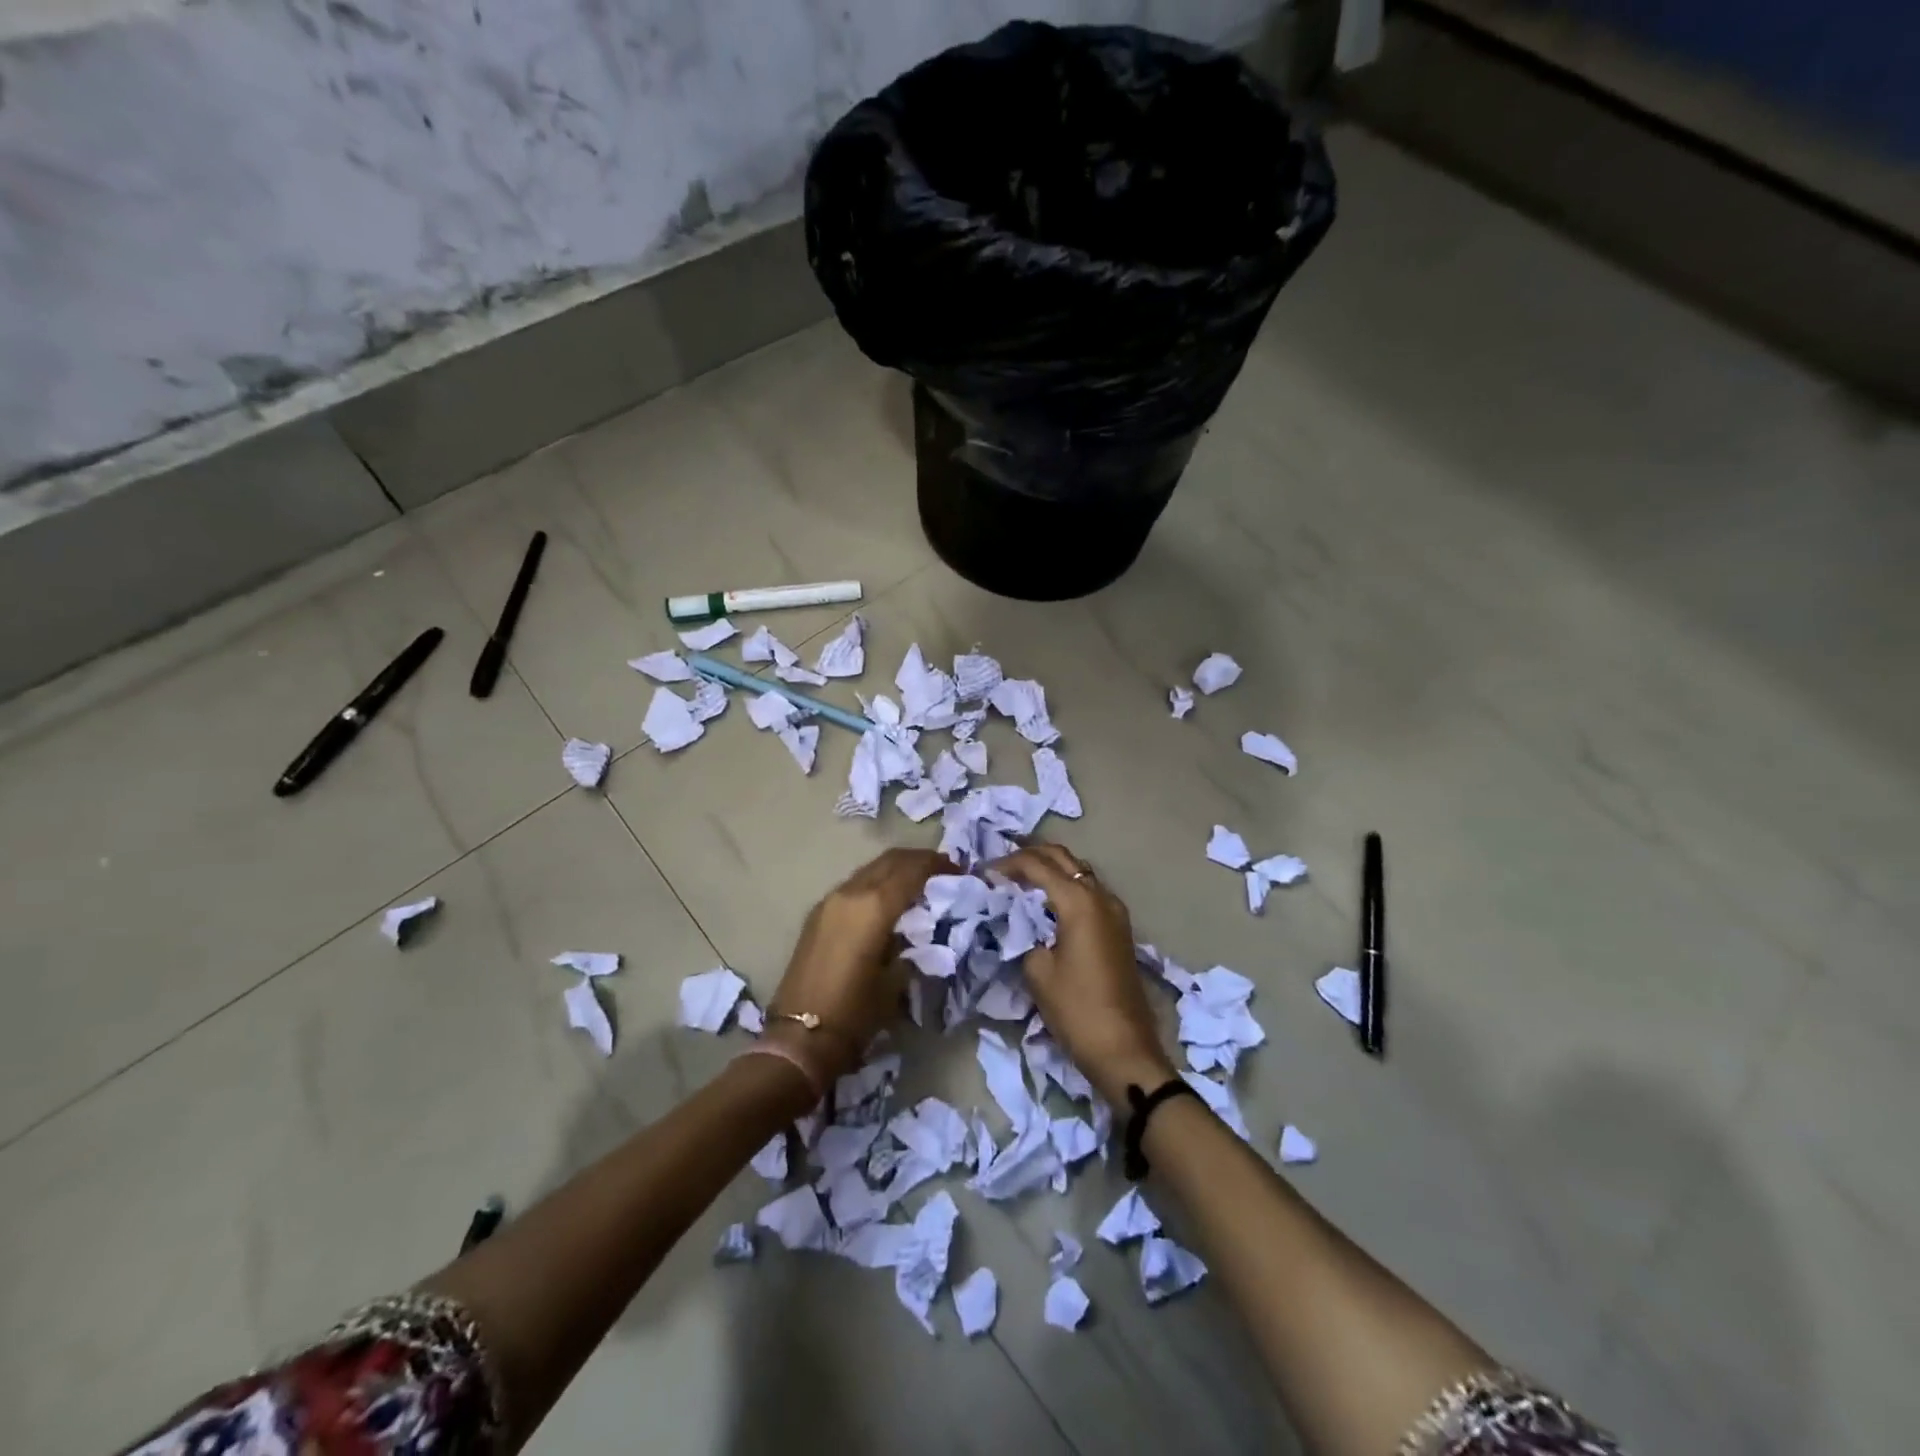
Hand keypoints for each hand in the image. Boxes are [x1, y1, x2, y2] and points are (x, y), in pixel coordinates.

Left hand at [768, 848, 955, 1087]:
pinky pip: (855, 885)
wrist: (800, 1037)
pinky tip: (889, 901)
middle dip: (918, 860)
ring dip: (896, 870)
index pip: (912, 870)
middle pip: (890, 860)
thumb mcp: (896, 979)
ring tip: (919, 884)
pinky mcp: (818, 913)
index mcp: (873, 906)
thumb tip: (920, 926)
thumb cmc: (856, 1012)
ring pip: (870, 869)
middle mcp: (850, 892)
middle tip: (943, 870)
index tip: (959, 870)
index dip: (938, 865)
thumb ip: (911, 943)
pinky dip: (877, 883)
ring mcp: (830, 900)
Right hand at [990, 843, 1176, 1106]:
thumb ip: (1024, 934)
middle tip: (1001, 866)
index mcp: (1079, 901)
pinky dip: (1066, 887)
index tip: (983, 873)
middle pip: (1063, 858)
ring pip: (1079, 872)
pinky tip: (1047, 903)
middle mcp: (1100, 896)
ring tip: (1020, 881)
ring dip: (1051, 869)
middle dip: (1031, 856)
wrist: (1123, 1049)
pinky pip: (1089, 892)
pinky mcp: (1119, 928)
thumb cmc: (1076, 1009)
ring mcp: (1114, 911)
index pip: (1037, 865)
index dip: (1008, 864)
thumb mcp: (1038, 971)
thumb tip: (1018, 921)